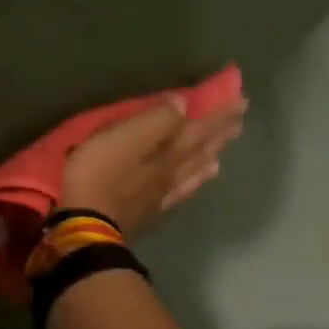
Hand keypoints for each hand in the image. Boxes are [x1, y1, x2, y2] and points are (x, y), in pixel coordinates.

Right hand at [59, 82, 247, 237]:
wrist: (87, 227)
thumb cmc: (97, 174)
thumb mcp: (121, 137)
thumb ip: (154, 120)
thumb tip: (183, 104)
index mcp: (167, 151)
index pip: (199, 128)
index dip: (219, 114)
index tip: (241, 100)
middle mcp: (172, 171)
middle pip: (201, 149)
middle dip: (219, 133)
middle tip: (239, 120)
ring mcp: (162, 194)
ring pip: (193, 172)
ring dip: (209, 157)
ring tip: (222, 150)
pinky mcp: (149, 212)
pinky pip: (179, 193)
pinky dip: (192, 183)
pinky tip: (194, 183)